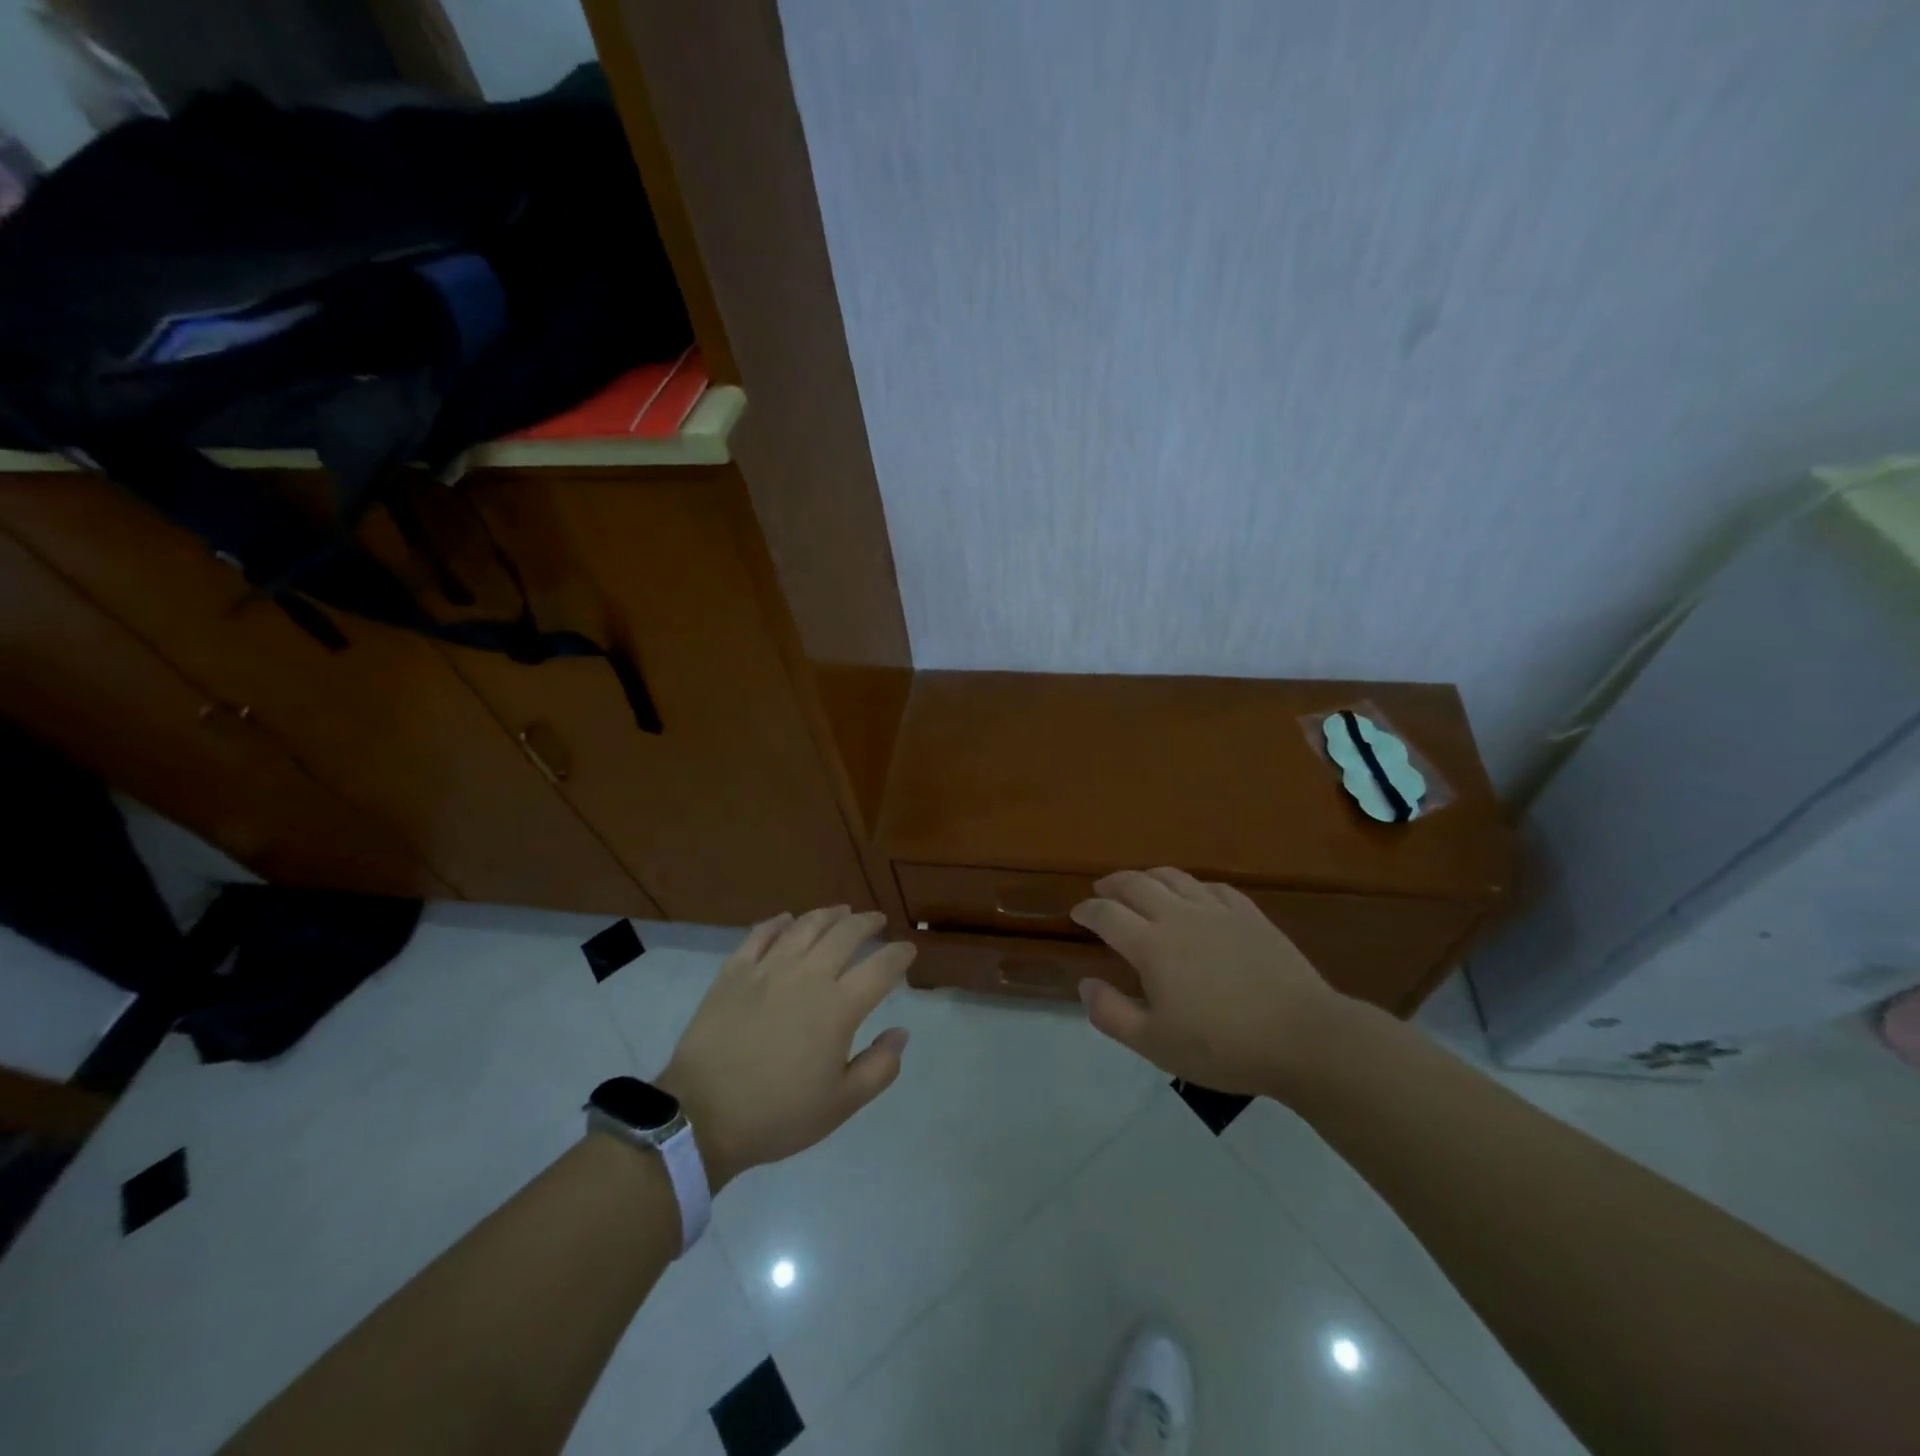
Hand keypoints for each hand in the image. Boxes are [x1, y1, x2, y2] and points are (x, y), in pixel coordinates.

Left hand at [657, 907, 914, 1190]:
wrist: (702, 1117)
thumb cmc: (777, 1115)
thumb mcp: (841, 1105)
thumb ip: (879, 1067)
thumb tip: (901, 1032)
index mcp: (838, 1008)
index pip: (880, 968)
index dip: (899, 955)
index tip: (908, 950)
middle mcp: (807, 976)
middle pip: (845, 935)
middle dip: (867, 923)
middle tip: (877, 921)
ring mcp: (768, 969)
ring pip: (806, 926)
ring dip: (829, 914)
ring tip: (842, 911)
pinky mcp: (734, 972)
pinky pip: (760, 934)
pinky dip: (778, 923)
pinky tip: (787, 919)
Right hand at [1071, 868, 1349, 1096]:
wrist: (1304, 1038)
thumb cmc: (1223, 1047)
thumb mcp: (1155, 1044)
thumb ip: (1111, 1013)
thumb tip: (1085, 984)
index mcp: (1152, 946)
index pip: (1107, 915)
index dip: (1087, 910)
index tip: (1077, 913)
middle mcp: (1179, 917)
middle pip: (1136, 884)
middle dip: (1112, 884)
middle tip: (1101, 891)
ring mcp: (1218, 911)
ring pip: (1174, 877)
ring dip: (1148, 876)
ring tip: (1139, 884)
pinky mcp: (1250, 915)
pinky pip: (1213, 887)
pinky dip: (1192, 886)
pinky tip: (1193, 895)